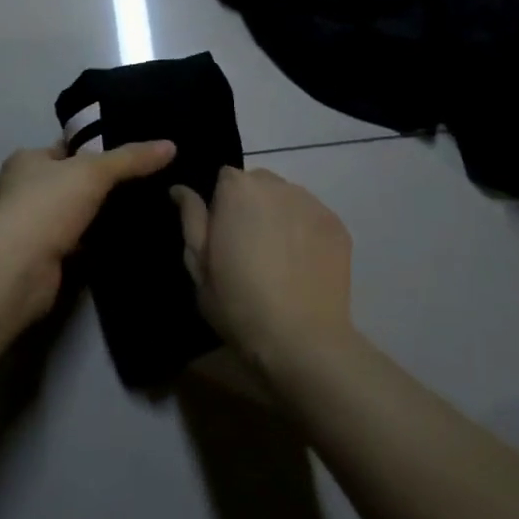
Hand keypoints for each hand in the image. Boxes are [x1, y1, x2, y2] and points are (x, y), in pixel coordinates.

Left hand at [0, 140, 175, 325]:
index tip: (131, 154)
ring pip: (76, 215)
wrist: (19, 269)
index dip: (96, 149)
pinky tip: (127, 240)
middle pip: (72, 183)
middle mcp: (25, 191)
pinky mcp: (45, 259)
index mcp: (27, 161)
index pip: (66, 148)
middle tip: (146, 182)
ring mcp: (34, 227)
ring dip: (101, 217)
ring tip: (144, 210)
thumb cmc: (47, 205)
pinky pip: (79, 245)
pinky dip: (98, 244)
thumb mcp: (94, 171)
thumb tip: (171, 145)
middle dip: (102, 185)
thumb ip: (131, 158)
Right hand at [171, 168, 353, 370]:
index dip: (221, 205)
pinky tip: (302, 266)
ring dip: (279, 216)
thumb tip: (181, 189)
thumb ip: (191, 219)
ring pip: (287, 199)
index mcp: (238, 189)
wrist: (302, 340)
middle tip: (249, 248)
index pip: (225, 178)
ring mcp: (312, 203)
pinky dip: (305, 232)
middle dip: (251, 206)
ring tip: (279, 258)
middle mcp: (277, 185)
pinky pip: (312, 218)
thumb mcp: (199, 264)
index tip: (222, 236)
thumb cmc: (238, 303)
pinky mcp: (338, 225)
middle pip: (258, 184)